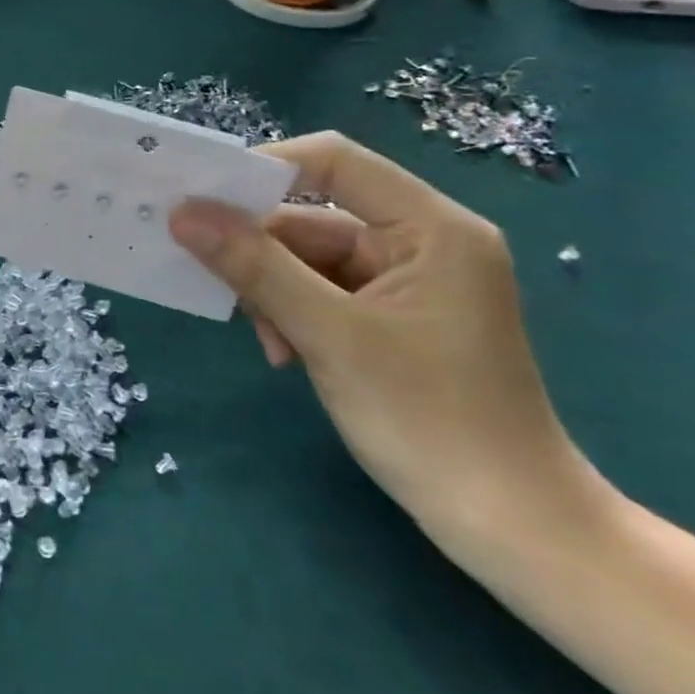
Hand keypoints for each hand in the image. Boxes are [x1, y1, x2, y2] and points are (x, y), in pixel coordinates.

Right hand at [168, 132, 589, 543]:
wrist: (512, 531)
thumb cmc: (430, 422)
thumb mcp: (328, 336)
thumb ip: (254, 267)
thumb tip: (182, 214)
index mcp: (431, 228)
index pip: (333, 162)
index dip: (265, 169)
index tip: (203, 199)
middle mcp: (422, 242)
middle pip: (314, 218)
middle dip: (264, 255)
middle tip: (222, 290)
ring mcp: (409, 282)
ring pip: (310, 260)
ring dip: (275, 293)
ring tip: (270, 344)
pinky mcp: (395, 318)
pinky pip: (323, 292)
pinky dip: (294, 314)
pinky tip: (286, 355)